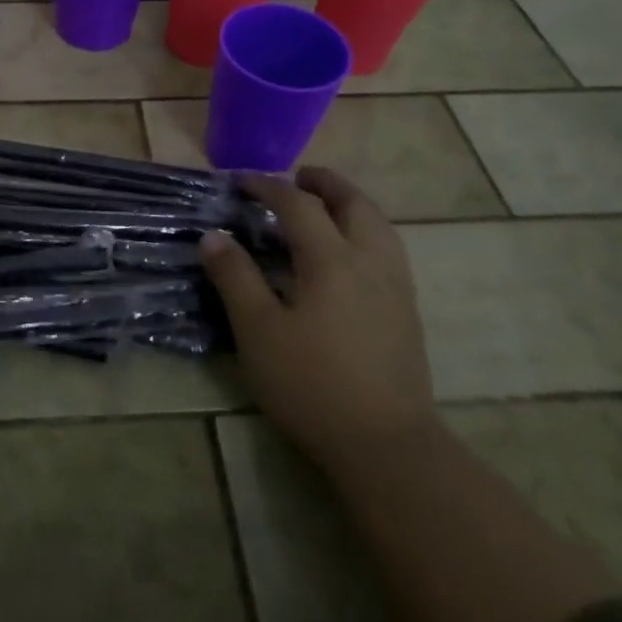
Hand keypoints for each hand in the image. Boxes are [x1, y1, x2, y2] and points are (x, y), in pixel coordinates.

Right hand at [199, 168, 434, 464]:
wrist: (386, 445)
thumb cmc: (312, 384)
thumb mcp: (258, 332)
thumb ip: (236, 278)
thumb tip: (214, 236)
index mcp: (332, 260)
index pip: (298, 205)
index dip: (268, 186)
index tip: (242, 181)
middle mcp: (370, 261)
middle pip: (353, 203)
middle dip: (324, 183)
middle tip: (297, 177)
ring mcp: (396, 286)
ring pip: (378, 224)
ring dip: (350, 203)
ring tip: (325, 206)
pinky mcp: (407, 311)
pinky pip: (388, 248)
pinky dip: (366, 229)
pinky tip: (351, 252)